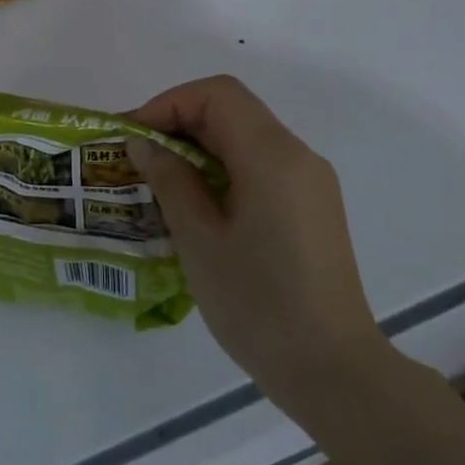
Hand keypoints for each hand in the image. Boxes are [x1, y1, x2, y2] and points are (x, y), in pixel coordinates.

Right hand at [126, 77, 384, 394]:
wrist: (331, 369)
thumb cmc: (257, 304)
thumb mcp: (199, 240)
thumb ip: (170, 181)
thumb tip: (144, 143)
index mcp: (272, 156)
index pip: (217, 95)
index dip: (168, 103)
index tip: (132, 138)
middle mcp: (298, 157)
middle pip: (232, 111)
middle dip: (178, 125)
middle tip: (137, 160)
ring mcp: (310, 183)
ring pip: (245, 139)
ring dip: (198, 149)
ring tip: (158, 184)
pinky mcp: (311, 208)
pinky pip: (260, 168)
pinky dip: (221, 171)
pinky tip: (196, 208)